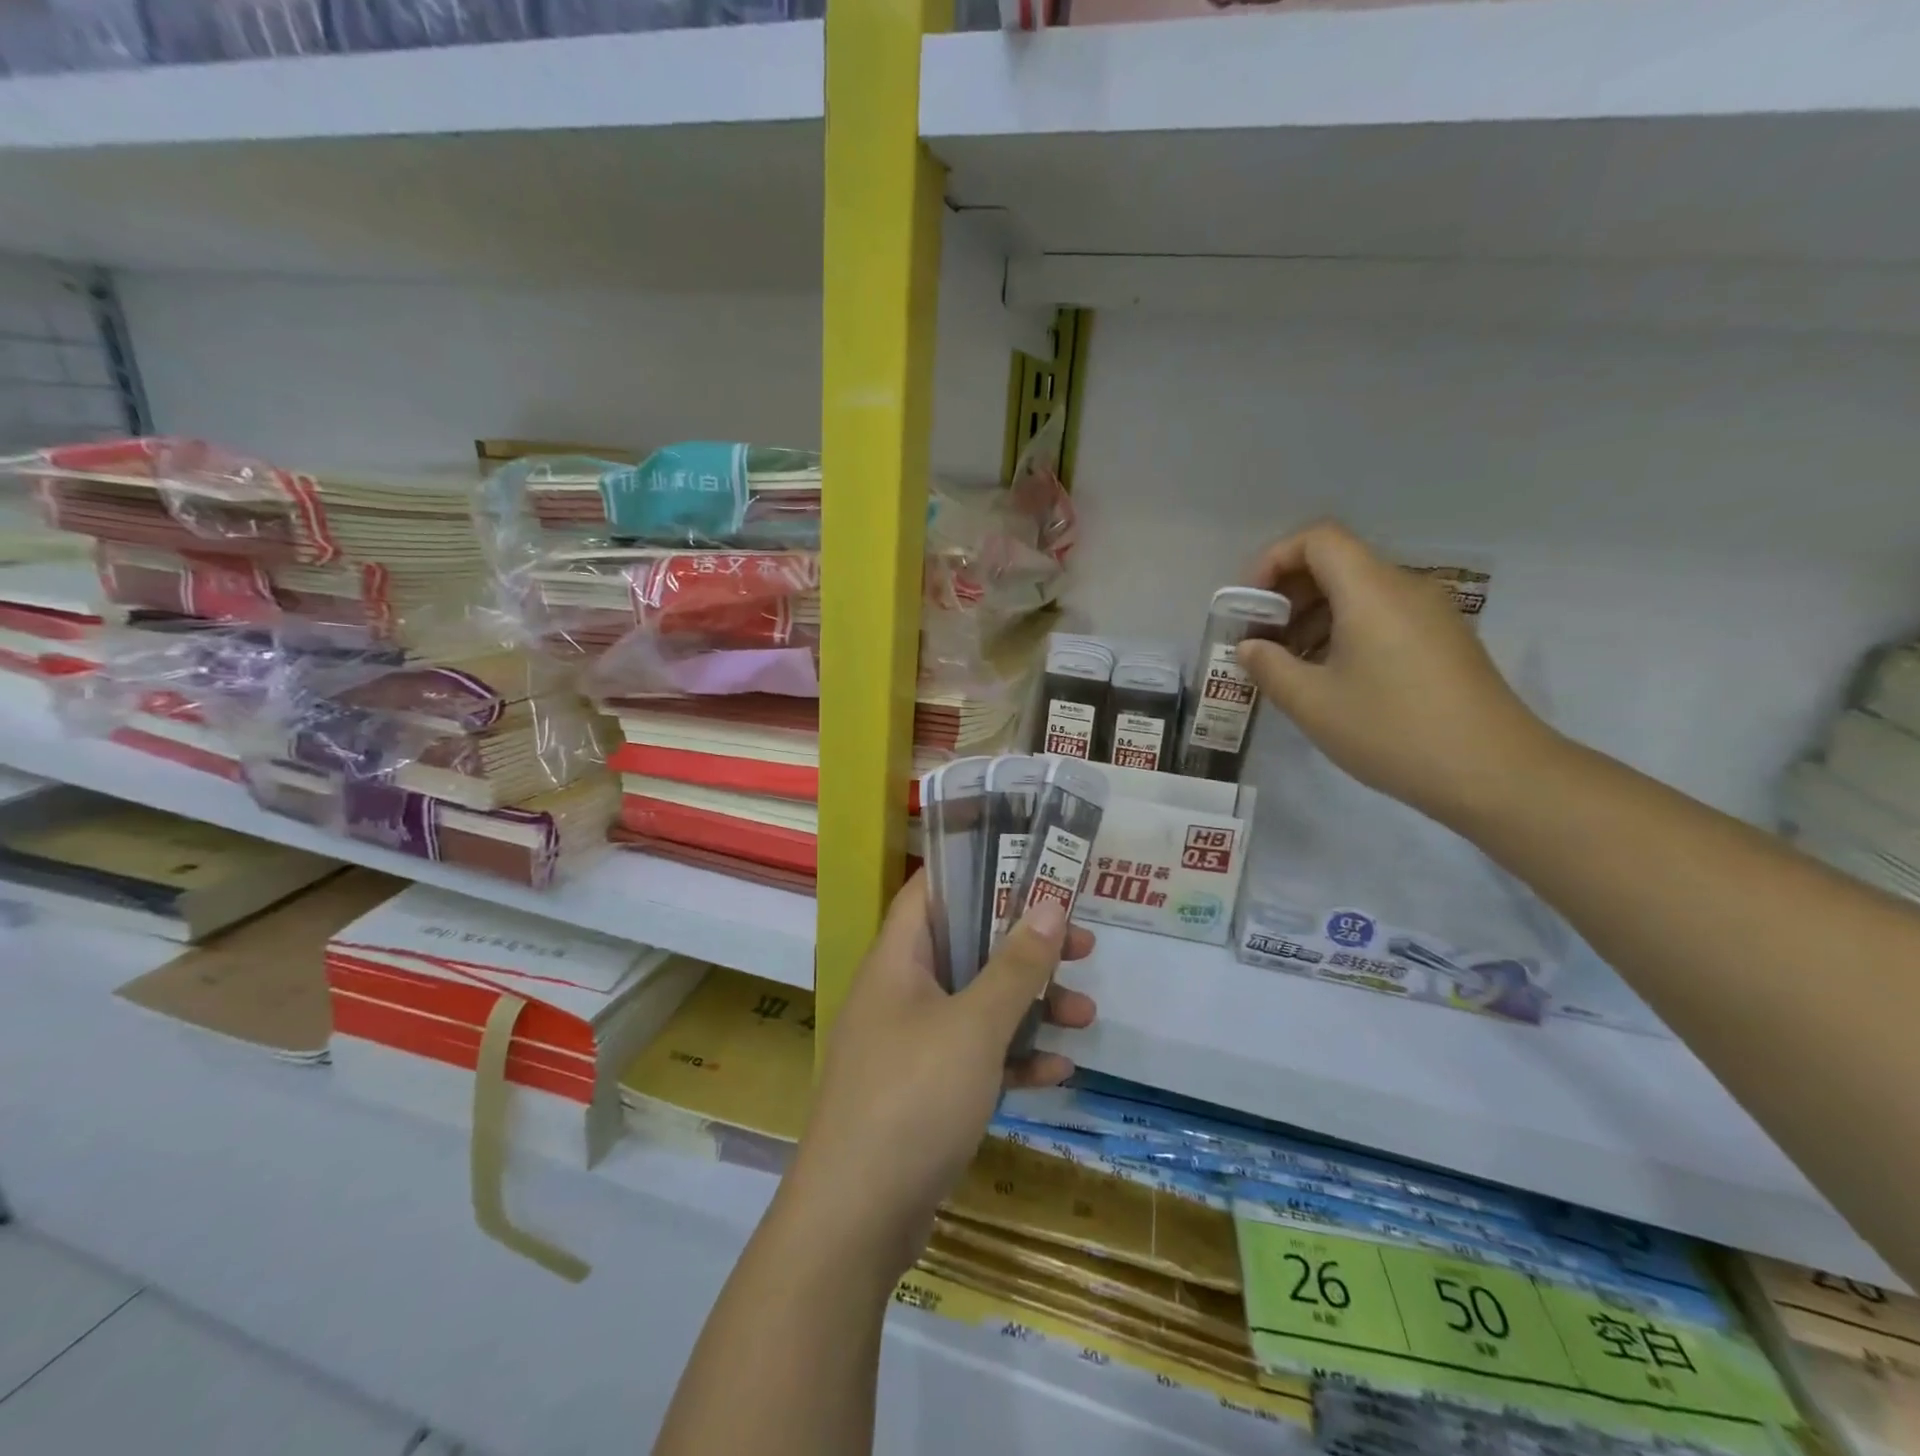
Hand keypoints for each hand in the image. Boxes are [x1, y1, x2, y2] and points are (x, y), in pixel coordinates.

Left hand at [784, 872, 1095, 1279]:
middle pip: (967, 948)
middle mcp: (900, 993)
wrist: (856, 1220)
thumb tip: (1051, 904)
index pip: (932, 891)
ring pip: (977, 1005)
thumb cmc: (913, 1097)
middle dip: (1024, 946)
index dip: (977, 869)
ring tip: (1084, 1015)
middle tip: (1080, 945)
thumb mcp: (974, 1025)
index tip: (1030, 865)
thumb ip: (1015, 966)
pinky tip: (1059, 1072)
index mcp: (898, 960)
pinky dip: (1013, 1058)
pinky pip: (975, 1057)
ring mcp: (911, 1043)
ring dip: (1029, 1006)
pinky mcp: (924, 1091)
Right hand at [1238, 520, 1553, 826]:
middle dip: (1288, 593)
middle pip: (1337, 563)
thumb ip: (1269, 667)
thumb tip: (1249, 648)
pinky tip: (1330, 677)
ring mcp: (1430, 613)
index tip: (1250, 604)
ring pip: (1359, 591)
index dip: (1274, 559)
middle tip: (1261, 639)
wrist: (1493, 772)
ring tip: (1289, 665)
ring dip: (1314, 616)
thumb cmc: (1391, 730)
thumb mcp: (1312, 703)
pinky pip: (1382, 615)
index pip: (1317, 539)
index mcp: (1371, 590)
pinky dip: (1344, 631)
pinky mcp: (1443, 639)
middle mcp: (1404, 588)